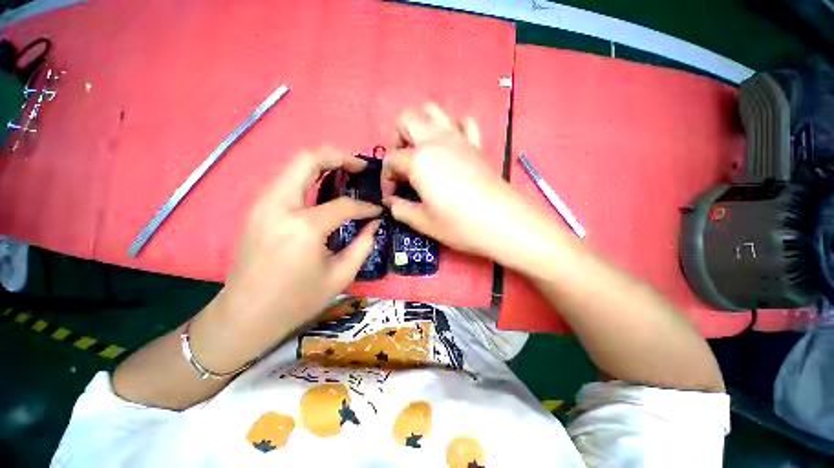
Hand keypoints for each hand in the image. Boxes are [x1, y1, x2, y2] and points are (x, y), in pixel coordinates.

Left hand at [191, 148, 381, 370]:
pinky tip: (323, 187)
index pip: (344, 205)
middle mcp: (278, 205)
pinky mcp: (257, 208)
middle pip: (308, 159)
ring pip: (294, 165)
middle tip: (360, 166)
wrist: (245, 315)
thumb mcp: (341, 275)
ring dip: (323, 162)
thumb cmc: (296, 301)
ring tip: (345, 171)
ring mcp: (262, 203)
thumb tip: (374, 222)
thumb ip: (364, 244)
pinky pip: (286, 179)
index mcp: (303, 227)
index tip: (378, 209)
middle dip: (339, 156)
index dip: (365, 206)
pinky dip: (308, 175)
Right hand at [382, 104, 548, 268]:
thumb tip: (391, 202)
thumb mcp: (424, 222)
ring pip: (433, 111)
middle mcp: (436, 140)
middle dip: (397, 139)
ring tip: (422, 152)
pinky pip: (463, 123)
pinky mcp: (477, 144)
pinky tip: (451, 146)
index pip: (391, 161)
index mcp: (418, 160)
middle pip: (407, 119)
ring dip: (421, 127)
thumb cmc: (460, 224)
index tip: (391, 197)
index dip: (386, 180)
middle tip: (402, 166)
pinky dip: (453, 128)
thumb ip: (401, 210)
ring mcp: (459, 138)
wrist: (504, 222)